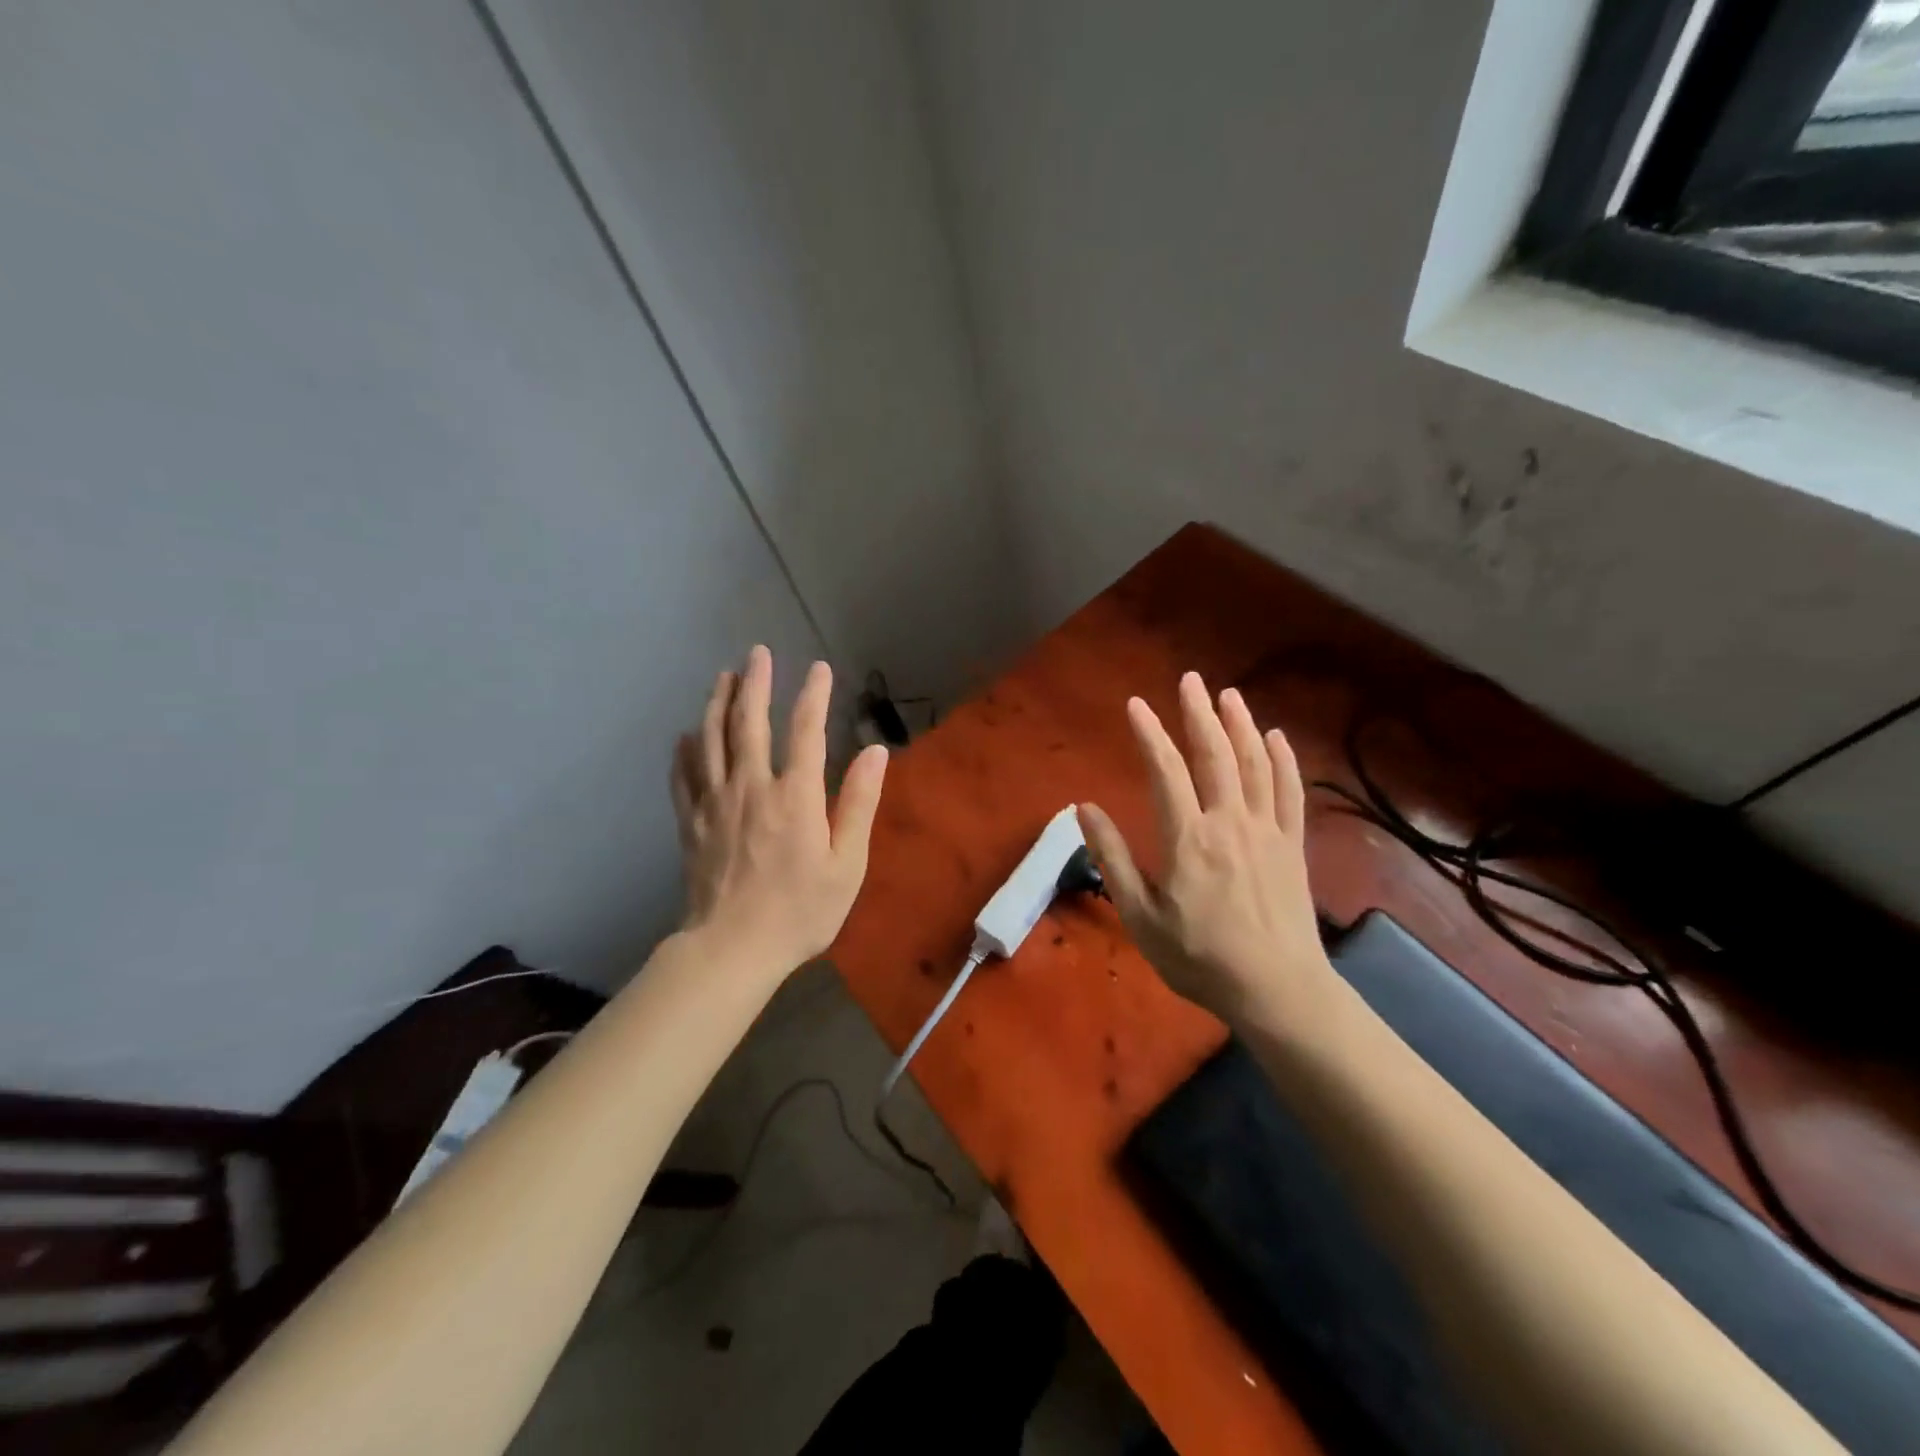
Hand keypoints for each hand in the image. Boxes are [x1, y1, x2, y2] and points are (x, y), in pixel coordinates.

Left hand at [671, 646, 887, 975]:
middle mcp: (751, 787)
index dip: (813, 695)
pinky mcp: (691, 822)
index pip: (806, 730)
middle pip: (750, 723)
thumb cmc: (800, 911)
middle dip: (755, 683)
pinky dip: (685, 750)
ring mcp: (715, 803)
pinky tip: (686, 735)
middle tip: (756, 653)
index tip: (819, 668)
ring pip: (711, 740)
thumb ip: (859, 803)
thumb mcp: (847, 864)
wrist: (732, 949)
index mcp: (794, 796)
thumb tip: (875, 752)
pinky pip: (684, 776)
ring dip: (717, 703)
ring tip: (723, 677)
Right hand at [1078, 673, 1335, 1026]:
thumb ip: (1112, 859)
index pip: (1165, 771)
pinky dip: (1283, 760)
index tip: (1136, 705)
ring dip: (1241, 725)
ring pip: (1255, 765)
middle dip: (1199, 713)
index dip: (1150, 734)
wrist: (1277, 990)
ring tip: (1228, 695)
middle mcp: (1229, 822)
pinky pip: (1290, 792)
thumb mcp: (1140, 917)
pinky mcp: (1292, 845)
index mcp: (1188, 838)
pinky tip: (1277, 738)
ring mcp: (1267, 831)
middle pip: (1215, 755)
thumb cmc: (1199, 957)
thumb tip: (1085, 808)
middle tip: (1190, 680)